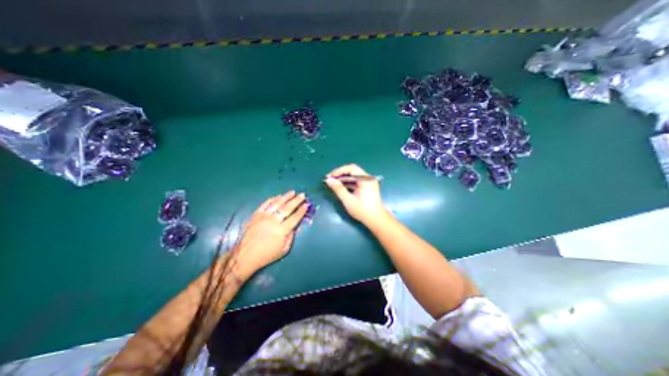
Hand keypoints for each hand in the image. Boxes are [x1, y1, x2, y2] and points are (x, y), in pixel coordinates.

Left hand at [233, 192, 306, 277]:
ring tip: (292, 192)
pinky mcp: (256, 214)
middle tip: (302, 195)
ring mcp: (264, 216)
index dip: (301, 211)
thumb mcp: (284, 250)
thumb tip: (295, 226)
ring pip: (277, 203)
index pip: (295, 217)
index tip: (307, 205)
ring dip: (286, 196)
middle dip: (296, 200)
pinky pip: (265, 204)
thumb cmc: (267, 255)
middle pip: (287, 208)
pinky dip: (273, 199)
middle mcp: (273, 221)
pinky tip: (278, 196)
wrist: (245, 256)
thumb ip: (291, 236)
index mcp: (281, 230)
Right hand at [324, 163, 386, 223]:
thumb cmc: (362, 211)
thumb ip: (338, 189)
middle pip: (353, 171)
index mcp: (366, 179)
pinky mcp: (368, 187)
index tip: (330, 177)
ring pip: (354, 176)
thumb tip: (329, 180)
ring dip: (344, 179)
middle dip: (340, 174)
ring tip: (334, 184)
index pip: (351, 168)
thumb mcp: (348, 200)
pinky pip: (357, 181)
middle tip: (330, 180)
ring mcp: (369, 182)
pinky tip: (341, 188)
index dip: (339, 170)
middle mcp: (368, 178)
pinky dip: (349, 183)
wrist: (376, 220)